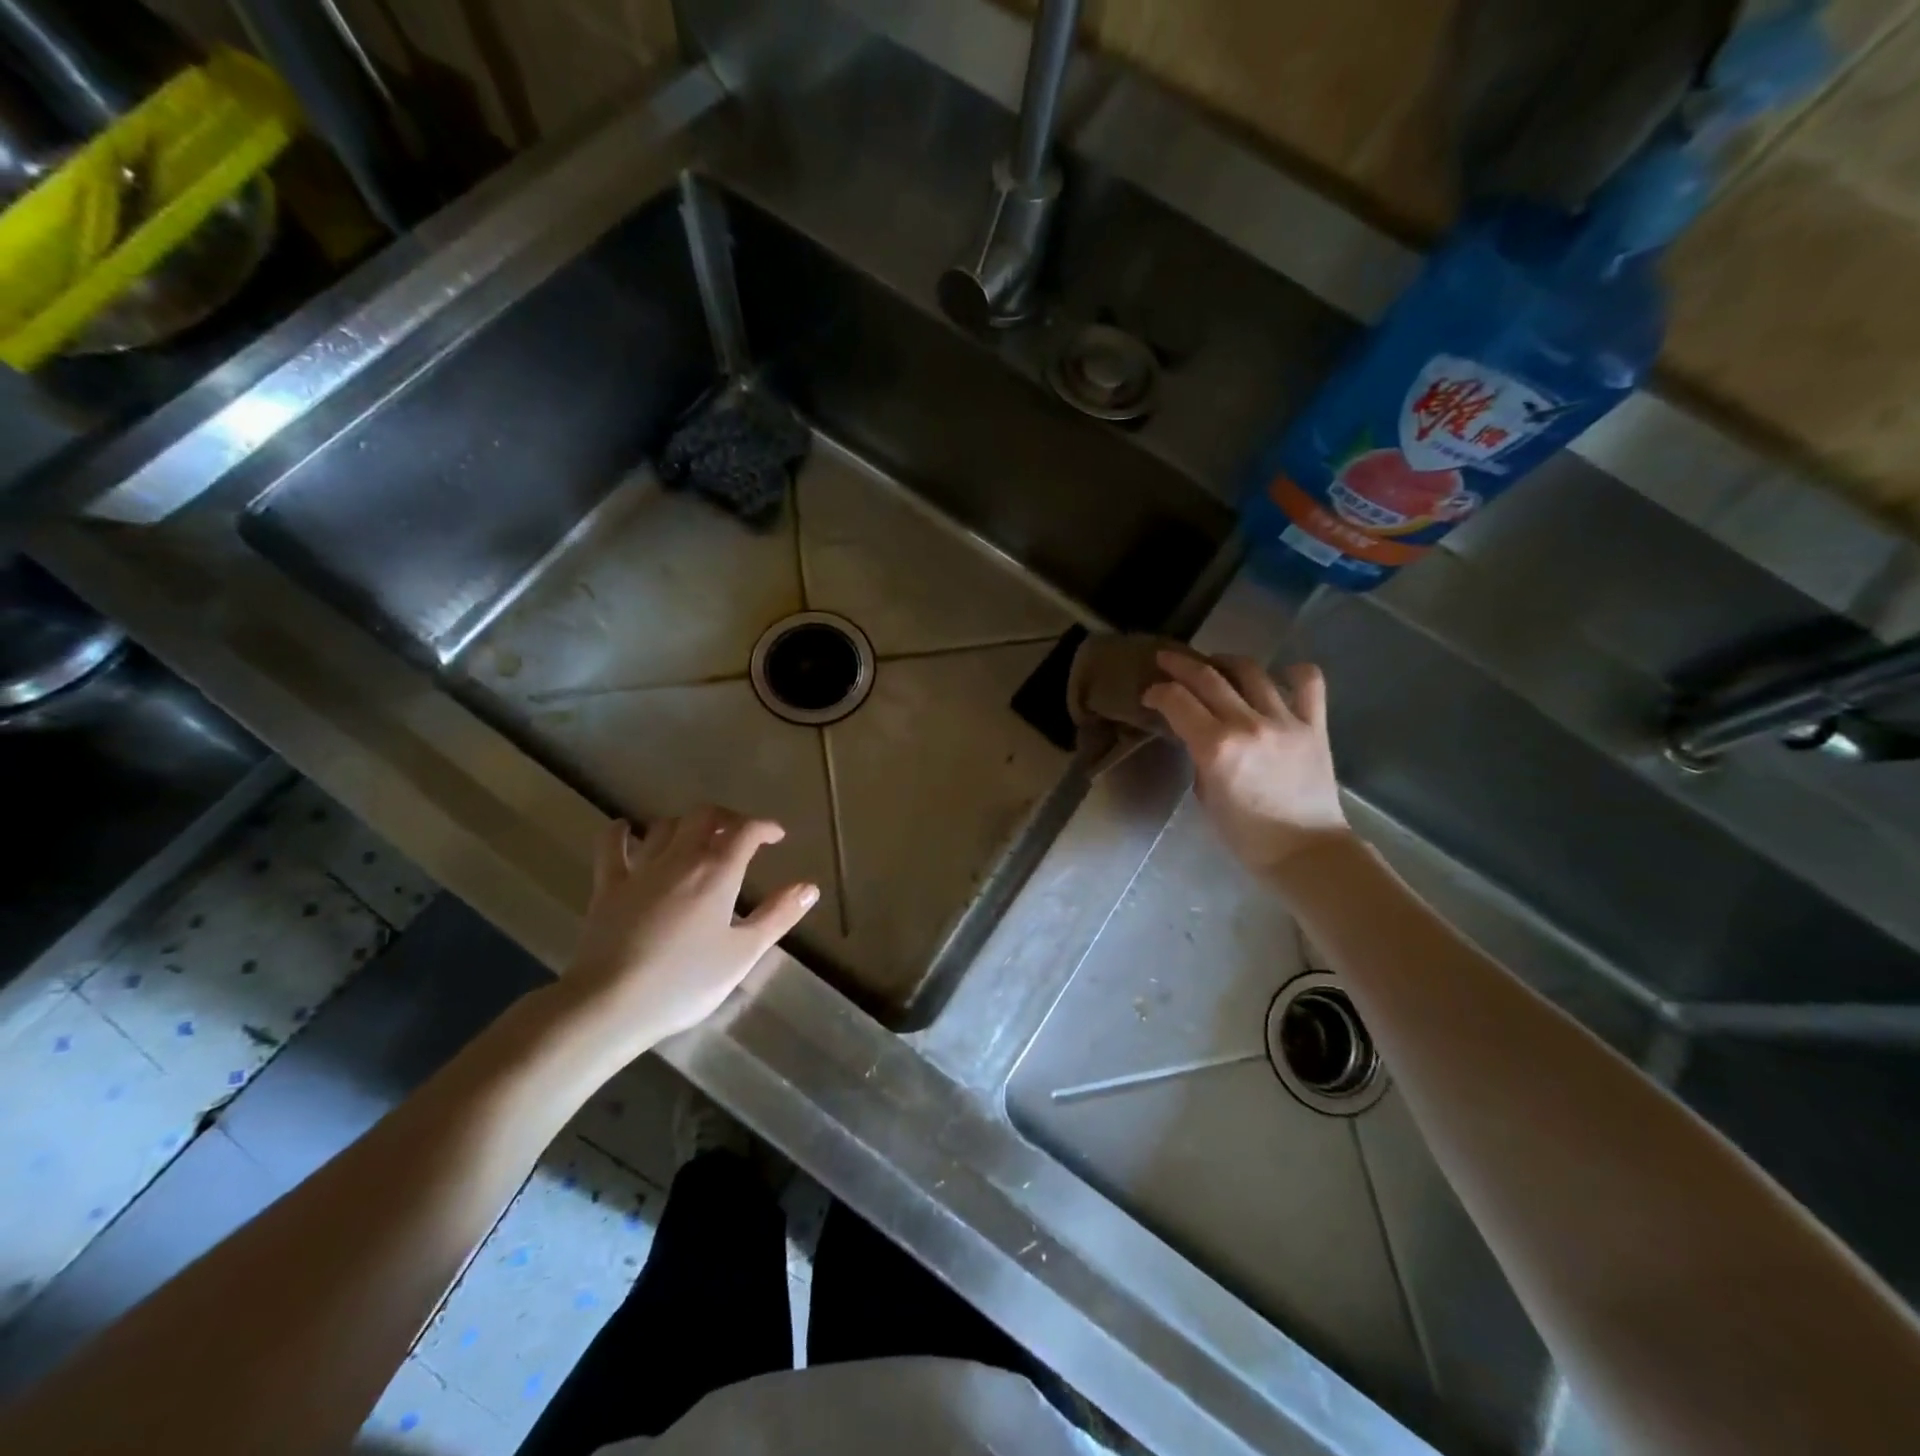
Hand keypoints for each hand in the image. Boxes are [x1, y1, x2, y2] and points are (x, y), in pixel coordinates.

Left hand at [559, 806, 819, 1054]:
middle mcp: (680, 858)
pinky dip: (622, 832)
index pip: (746, 830)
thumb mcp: (743, 953)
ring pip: (665, 825)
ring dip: (686, 824)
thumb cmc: (685, 981)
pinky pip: (611, 846)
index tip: (776, 837)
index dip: (765, 827)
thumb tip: (810, 887)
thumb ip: (778, 915)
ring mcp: (640, 869)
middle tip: (740, 835)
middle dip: (727, 817)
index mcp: (717, 872)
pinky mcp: (608, 886)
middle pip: (705, 816)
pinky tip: (626, 830)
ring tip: (697, 838)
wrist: (611, 1003)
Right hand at [1142, 651, 1350, 876]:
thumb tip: (1198, 735)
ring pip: (1252, 671)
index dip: (1158, 692)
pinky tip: (1281, 675)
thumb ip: (1200, 757)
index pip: (1177, 701)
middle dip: (1181, 664)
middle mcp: (1248, 725)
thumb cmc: (1245, 835)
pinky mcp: (1314, 726)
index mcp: (1216, 747)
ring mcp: (1285, 721)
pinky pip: (1308, 684)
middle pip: (1208, 677)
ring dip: (1226, 661)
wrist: (1305, 851)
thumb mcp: (1205, 795)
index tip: (1150, 694)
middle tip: (1167, 660)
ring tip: (1216, 664)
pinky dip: (1294, 672)